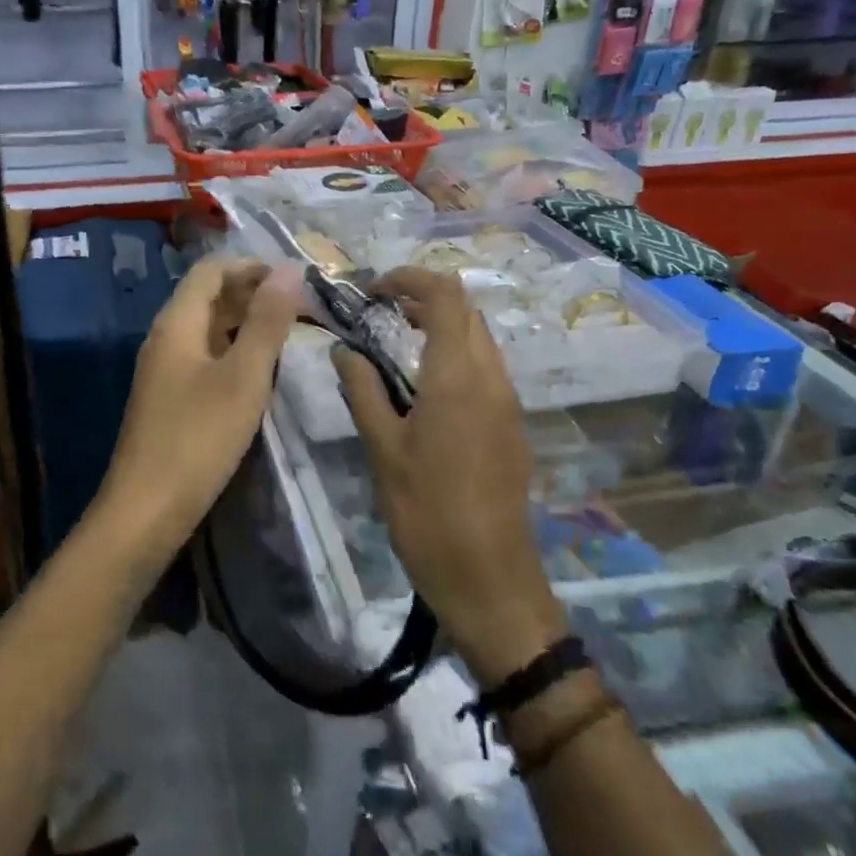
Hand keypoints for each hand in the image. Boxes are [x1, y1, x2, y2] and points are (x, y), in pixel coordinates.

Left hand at [100, 255, 305, 541]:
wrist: (146, 509)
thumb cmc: (198, 438)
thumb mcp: (243, 377)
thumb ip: (267, 322)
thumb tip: (290, 270)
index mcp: (176, 323)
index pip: (212, 270)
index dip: (252, 266)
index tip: (295, 280)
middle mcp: (165, 337)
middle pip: (208, 297)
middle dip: (253, 294)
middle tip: (301, 309)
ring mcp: (163, 369)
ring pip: (207, 329)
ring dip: (245, 325)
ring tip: (289, 337)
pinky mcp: (168, 398)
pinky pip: (204, 358)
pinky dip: (233, 353)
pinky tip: (259, 374)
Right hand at [333, 267, 564, 683]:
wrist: (488, 577)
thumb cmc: (426, 512)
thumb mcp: (382, 449)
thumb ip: (362, 390)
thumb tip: (344, 350)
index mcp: (457, 377)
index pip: (446, 296)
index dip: (410, 279)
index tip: (373, 290)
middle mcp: (491, 378)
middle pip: (467, 310)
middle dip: (424, 297)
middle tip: (379, 311)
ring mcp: (508, 401)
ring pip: (479, 338)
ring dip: (441, 324)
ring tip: (395, 340)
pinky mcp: (511, 424)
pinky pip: (485, 367)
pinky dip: (454, 353)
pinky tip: (423, 382)